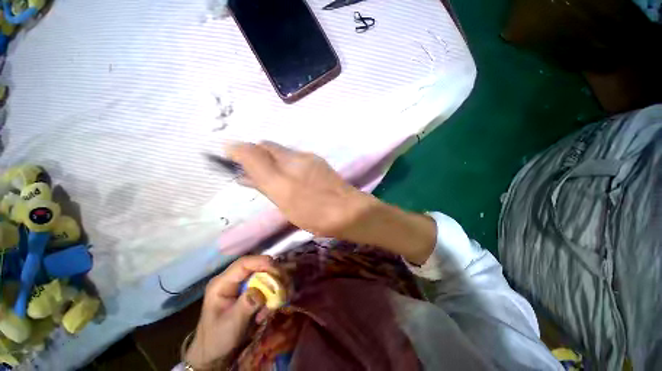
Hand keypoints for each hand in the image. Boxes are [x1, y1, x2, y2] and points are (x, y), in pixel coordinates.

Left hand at [185, 256, 277, 368]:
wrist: (215, 353)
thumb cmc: (218, 339)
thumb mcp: (231, 324)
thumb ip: (246, 305)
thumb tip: (261, 291)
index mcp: (222, 283)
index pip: (244, 263)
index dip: (262, 262)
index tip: (277, 270)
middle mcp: (233, 279)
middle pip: (257, 266)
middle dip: (273, 274)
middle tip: (285, 285)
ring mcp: (242, 285)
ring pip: (264, 275)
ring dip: (274, 286)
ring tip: (277, 301)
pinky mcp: (249, 291)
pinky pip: (266, 286)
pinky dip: (272, 295)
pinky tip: (269, 309)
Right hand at [228, 141, 374, 239]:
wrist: (351, 214)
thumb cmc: (314, 207)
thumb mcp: (281, 189)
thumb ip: (258, 168)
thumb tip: (235, 147)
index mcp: (290, 158)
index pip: (260, 147)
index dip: (244, 153)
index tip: (232, 166)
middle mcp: (301, 157)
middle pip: (273, 152)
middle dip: (257, 161)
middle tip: (248, 180)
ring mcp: (313, 165)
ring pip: (284, 161)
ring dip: (271, 169)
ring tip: (264, 185)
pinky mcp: (321, 174)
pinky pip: (296, 169)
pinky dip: (285, 175)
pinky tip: (285, 187)